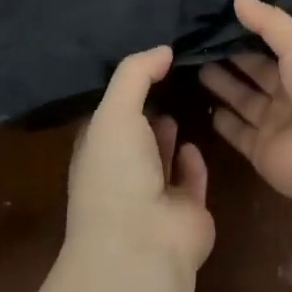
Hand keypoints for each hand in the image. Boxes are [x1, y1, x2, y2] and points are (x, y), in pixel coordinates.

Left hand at [66, 46, 213, 274]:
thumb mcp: (115, 111)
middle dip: (149, 109)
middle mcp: (123, 172)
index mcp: (97, 150)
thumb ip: (136, 74)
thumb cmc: (117, 172)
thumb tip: (163, 48)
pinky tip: (193, 143)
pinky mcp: (187, 210)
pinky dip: (192, 162)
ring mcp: (154, 194)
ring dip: (168, 134)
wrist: (143, 243)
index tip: (148, 61)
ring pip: (162, 157)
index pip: (107, 115)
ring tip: (185, 101)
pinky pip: (190, 179)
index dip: (124, 90)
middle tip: (174, 76)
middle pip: (136, 135)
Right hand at [199, 0, 291, 206]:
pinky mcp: (262, 152)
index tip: (224, 18)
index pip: (279, 47)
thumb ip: (270, 23)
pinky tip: (206, 106)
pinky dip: (224, 122)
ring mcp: (278, 125)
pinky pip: (239, 133)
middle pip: (259, 74)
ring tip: (197, 66)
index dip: (254, 34)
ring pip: (246, 101)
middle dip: (234, 59)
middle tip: (201, 42)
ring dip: (225, 86)